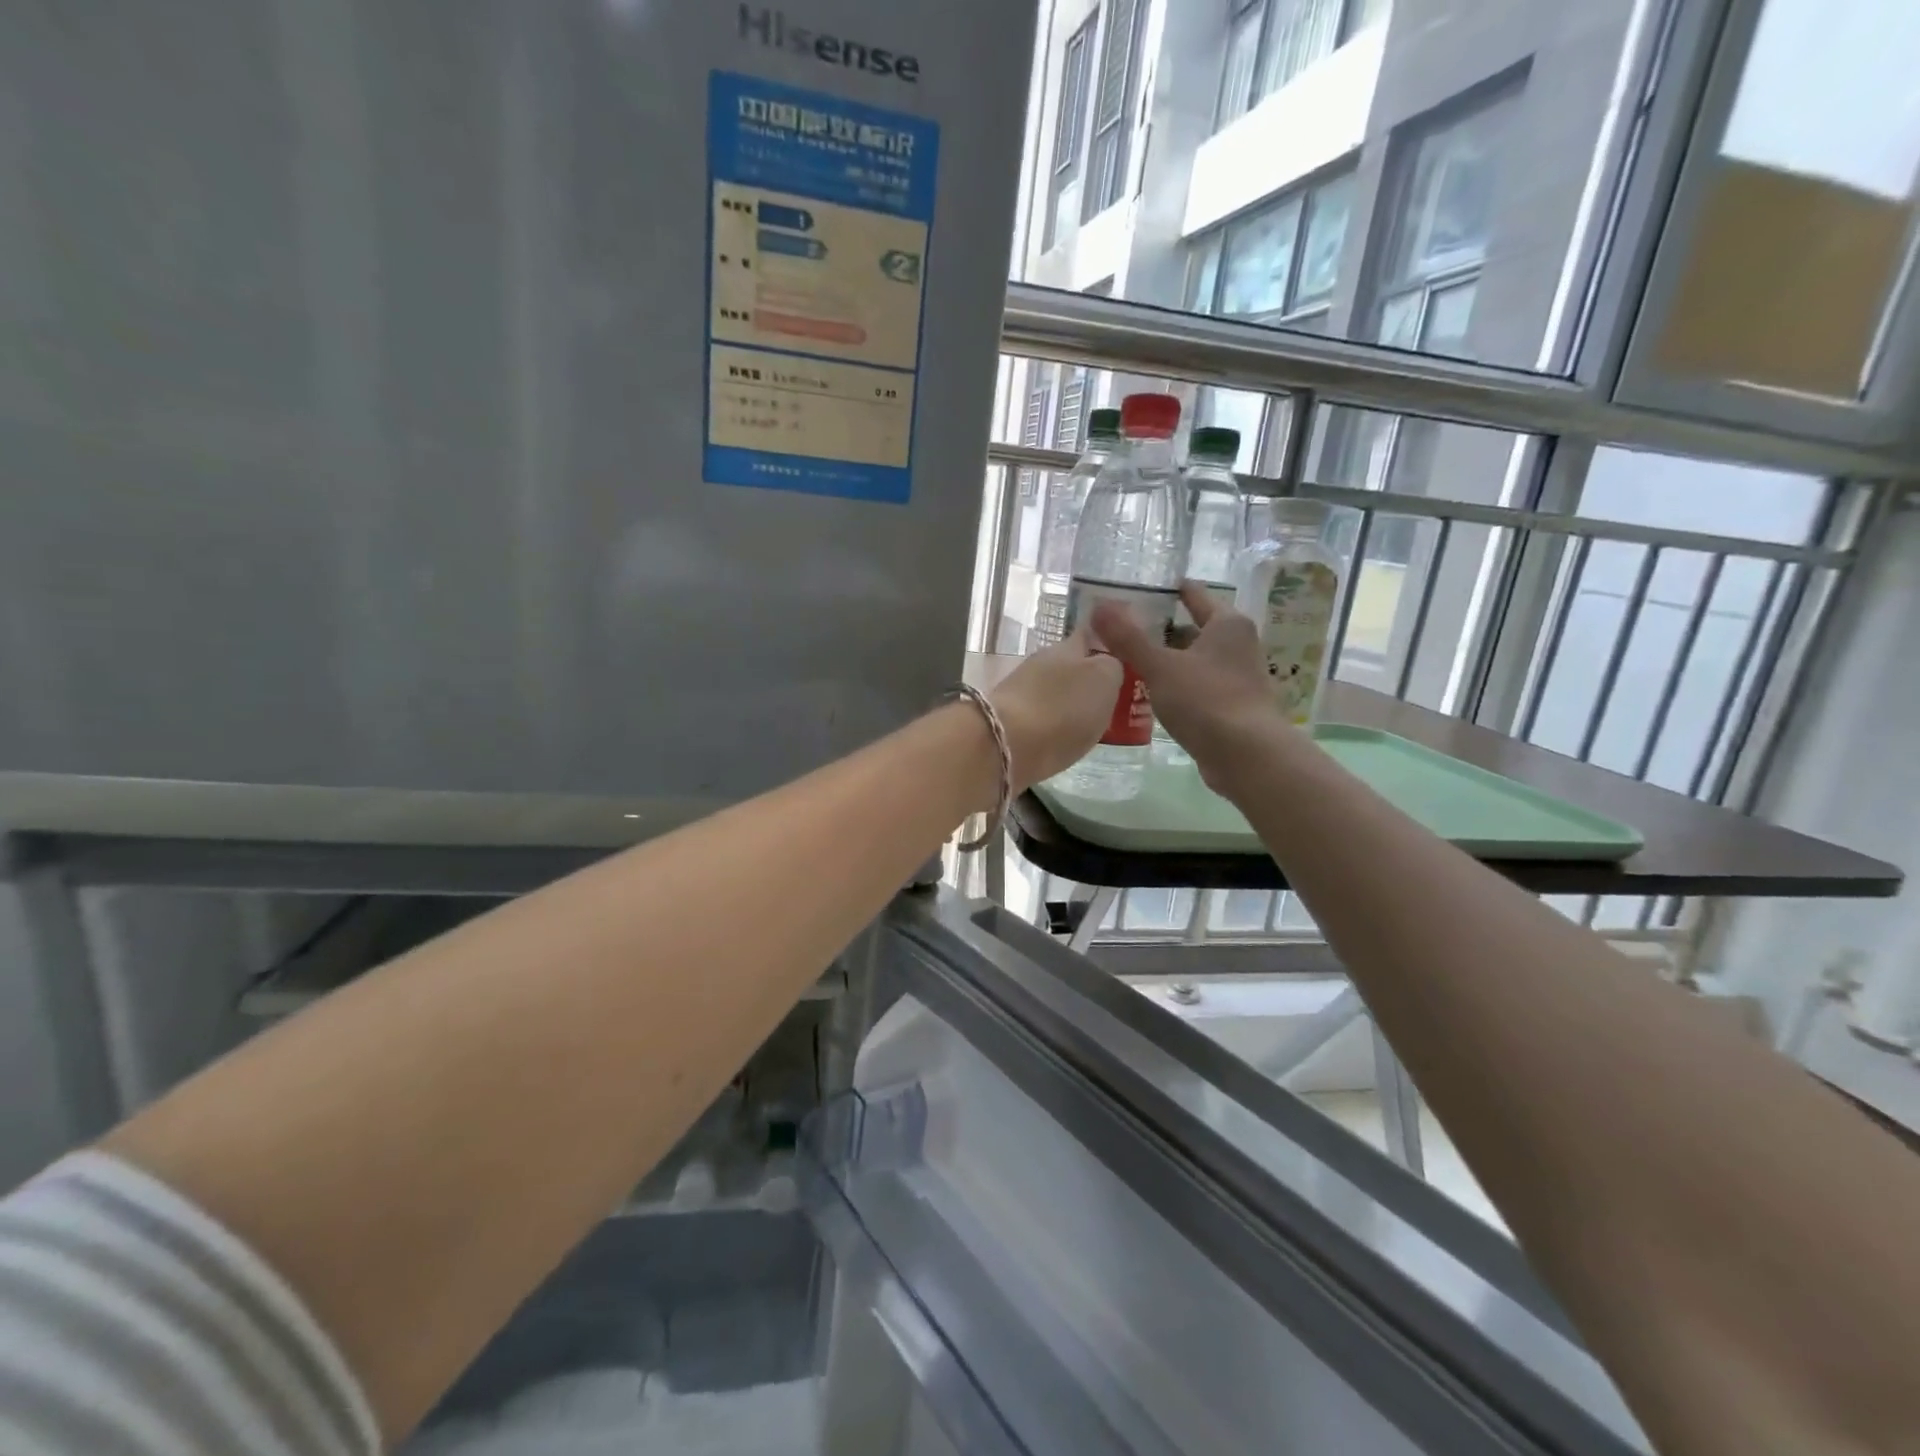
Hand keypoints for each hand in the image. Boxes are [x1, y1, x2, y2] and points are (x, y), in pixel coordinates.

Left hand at [987, 627, 1124, 791]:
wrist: (1005, 746)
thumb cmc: (1062, 708)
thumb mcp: (1104, 680)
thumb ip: (1113, 667)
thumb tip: (1108, 664)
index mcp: (1066, 647)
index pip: (1090, 634)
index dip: (1109, 645)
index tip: (1127, 662)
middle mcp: (1041, 663)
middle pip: (1072, 666)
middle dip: (1090, 680)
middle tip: (1115, 700)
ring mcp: (1020, 691)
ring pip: (1055, 692)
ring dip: (1071, 704)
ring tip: (1093, 724)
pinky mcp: (1009, 721)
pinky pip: (1041, 717)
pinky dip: (1055, 725)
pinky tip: (1064, 740)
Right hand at [1091, 582, 1289, 790]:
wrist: (1247, 756)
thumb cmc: (1206, 700)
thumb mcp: (1160, 666)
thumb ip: (1128, 638)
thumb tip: (1099, 606)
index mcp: (1227, 624)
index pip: (1195, 596)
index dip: (1170, 591)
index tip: (1142, 589)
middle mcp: (1239, 646)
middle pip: (1195, 629)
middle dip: (1163, 631)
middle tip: (1125, 631)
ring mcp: (1239, 678)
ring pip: (1196, 661)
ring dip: (1169, 661)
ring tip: (1131, 663)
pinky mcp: (1233, 708)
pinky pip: (1198, 688)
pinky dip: (1177, 687)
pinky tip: (1153, 696)